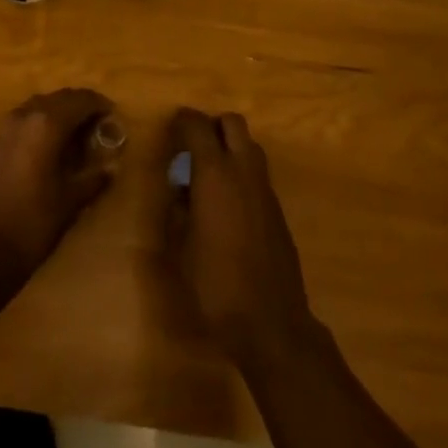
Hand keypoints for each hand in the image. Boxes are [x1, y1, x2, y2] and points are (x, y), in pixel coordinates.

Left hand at [0, 88, 114, 292]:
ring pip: (38, 106)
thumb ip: (93, 179)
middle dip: (79, 106)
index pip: (80, 100)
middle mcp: (24, 115)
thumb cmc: (30, 225)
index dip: (99, 105)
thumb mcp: (69, 203)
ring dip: (58, 113)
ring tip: (75, 134)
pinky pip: (22, 120)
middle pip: (59, 98)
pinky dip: (39, 124)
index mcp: (46, 124)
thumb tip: (111, 167)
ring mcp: (4, 127)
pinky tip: (47, 147)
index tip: (113, 115)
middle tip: (97, 124)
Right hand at [167, 109, 318, 366]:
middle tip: (193, 148)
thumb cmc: (216, 285)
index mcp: (215, 173)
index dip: (182, 121)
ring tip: (210, 176)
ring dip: (231, 147)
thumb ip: (177, 211)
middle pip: (232, 123)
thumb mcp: (180, 249)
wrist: (271, 325)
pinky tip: (228, 205)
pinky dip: (242, 173)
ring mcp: (265, 189)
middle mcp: (244, 171)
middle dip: (212, 126)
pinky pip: (258, 174)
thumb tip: (179, 191)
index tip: (170, 131)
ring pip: (250, 146)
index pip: (198, 125)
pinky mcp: (278, 210)